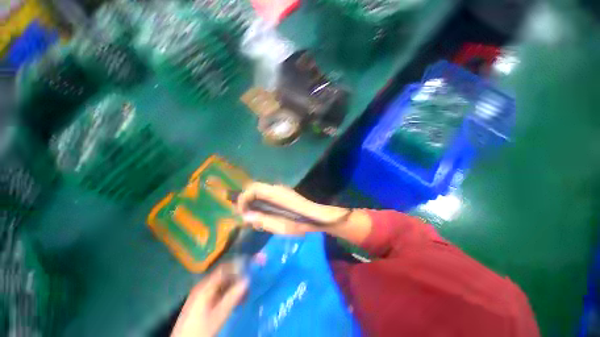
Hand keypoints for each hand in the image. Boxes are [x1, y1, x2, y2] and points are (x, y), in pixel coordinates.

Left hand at [171, 263, 248, 336]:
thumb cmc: (200, 329)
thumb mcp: (218, 315)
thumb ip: (232, 297)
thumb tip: (247, 280)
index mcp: (205, 286)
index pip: (224, 268)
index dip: (236, 266)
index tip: (249, 267)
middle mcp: (202, 286)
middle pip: (222, 275)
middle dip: (237, 278)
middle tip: (249, 284)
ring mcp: (200, 294)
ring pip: (220, 284)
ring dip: (233, 286)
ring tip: (244, 294)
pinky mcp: (200, 302)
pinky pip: (216, 291)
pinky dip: (226, 293)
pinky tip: (233, 300)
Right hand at [237, 182, 350, 235]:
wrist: (318, 217)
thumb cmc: (301, 223)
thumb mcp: (281, 226)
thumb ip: (263, 220)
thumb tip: (246, 216)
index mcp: (276, 193)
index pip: (253, 188)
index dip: (243, 199)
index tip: (241, 213)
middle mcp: (276, 188)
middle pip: (255, 188)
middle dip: (246, 201)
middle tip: (245, 217)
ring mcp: (280, 190)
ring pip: (260, 192)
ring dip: (253, 203)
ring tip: (253, 218)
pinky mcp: (282, 194)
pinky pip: (266, 196)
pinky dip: (260, 204)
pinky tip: (263, 216)